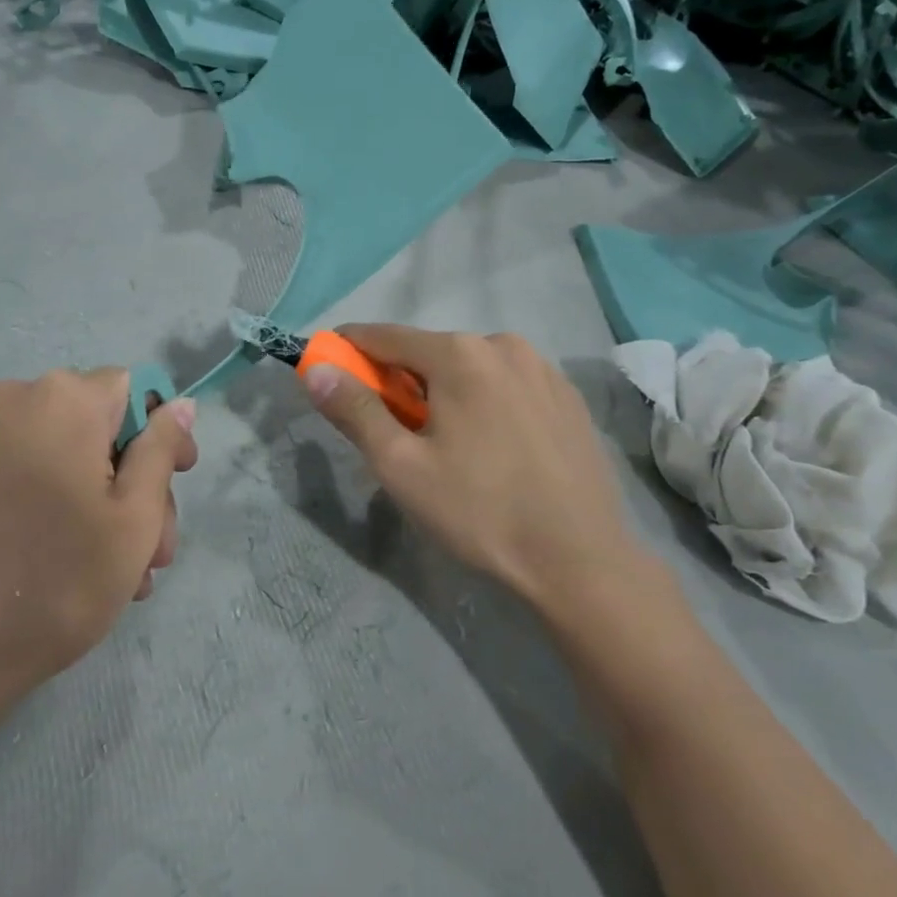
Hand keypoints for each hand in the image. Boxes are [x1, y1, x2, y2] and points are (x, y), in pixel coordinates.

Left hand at [0, 369, 197, 737]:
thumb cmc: (59, 581)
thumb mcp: (134, 516)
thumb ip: (161, 450)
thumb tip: (180, 404)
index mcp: (64, 399)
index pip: (135, 389)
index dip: (164, 432)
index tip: (179, 482)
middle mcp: (20, 399)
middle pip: (105, 425)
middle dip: (138, 483)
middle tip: (156, 552)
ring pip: (74, 453)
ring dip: (107, 503)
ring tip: (127, 574)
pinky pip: (39, 469)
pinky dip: (68, 502)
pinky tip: (85, 561)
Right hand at [302, 325, 680, 635]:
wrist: (580, 560)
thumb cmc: (479, 512)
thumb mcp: (401, 466)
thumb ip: (355, 411)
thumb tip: (316, 369)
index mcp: (460, 354)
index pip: (383, 336)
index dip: (349, 351)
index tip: (329, 372)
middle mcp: (503, 344)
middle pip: (429, 351)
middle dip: (400, 380)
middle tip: (392, 431)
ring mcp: (543, 368)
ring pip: (470, 367)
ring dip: (444, 391)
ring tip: (446, 445)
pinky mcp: (568, 396)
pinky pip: (506, 384)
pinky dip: (483, 401)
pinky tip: (492, 447)